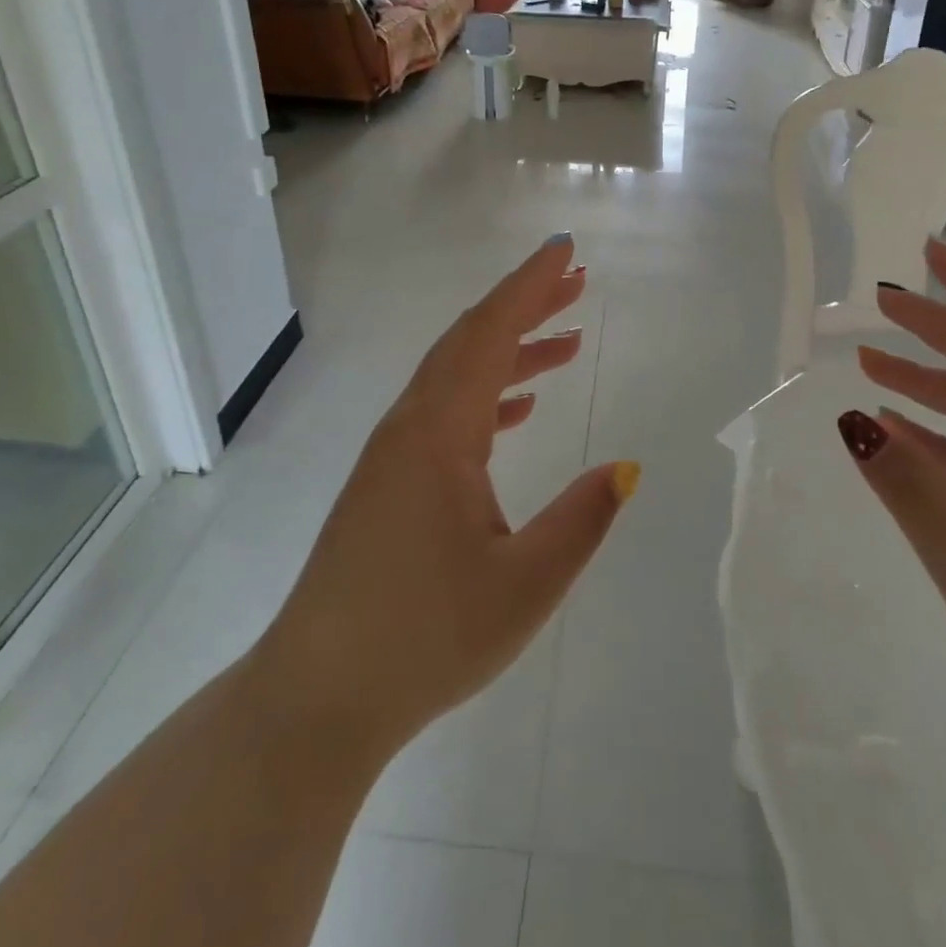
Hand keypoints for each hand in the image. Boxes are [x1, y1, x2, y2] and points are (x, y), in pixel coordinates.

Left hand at [256, 234, 638, 761]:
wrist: (318, 695)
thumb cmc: (424, 639)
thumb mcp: (524, 586)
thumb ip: (581, 520)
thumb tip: (627, 467)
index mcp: (439, 434)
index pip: (490, 334)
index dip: (529, 286)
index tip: (564, 251)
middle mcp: (411, 427)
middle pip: (471, 341)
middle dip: (524, 305)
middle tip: (575, 281)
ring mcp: (393, 453)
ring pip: (457, 375)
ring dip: (509, 350)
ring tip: (565, 340)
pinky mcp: (387, 482)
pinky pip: (444, 412)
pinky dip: (486, 395)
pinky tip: (517, 410)